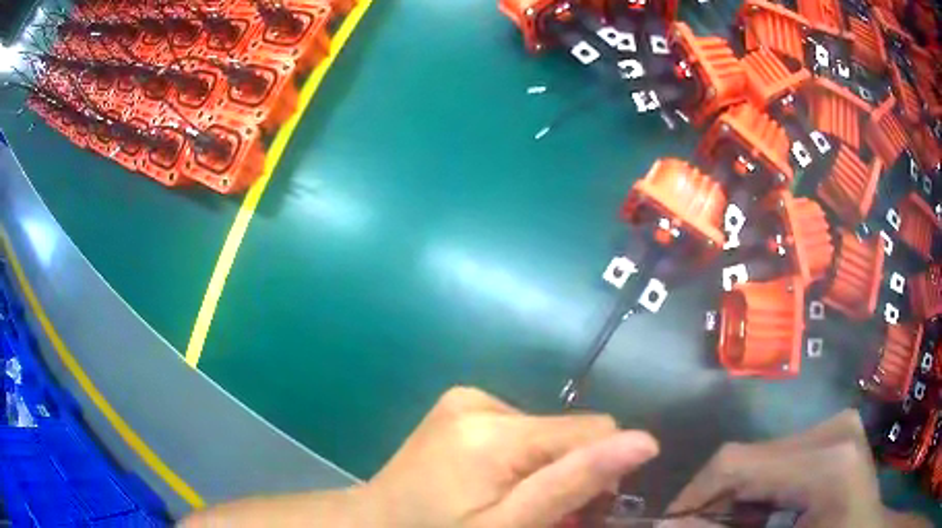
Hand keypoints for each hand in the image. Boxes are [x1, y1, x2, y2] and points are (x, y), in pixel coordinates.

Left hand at [362, 386, 658, 527]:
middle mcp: (482, 401)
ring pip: (544, 431)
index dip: (602, 470)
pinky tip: (492, 481)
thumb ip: (575, 483)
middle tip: (544, 514)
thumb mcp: (510, 527)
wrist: (375, 525)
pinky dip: (520, 457)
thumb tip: (645, 440)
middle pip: (567, 431)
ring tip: (512, 501)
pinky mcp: (458, 406)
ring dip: (544, 467)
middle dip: (569, 472)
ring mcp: (466, 399)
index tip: (585, 510)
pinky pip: (516, 427)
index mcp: (496, 431)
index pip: (594, 429)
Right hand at [660, 410, 928, 527]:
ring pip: (764, 453)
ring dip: (740, 493)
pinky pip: (783, 454)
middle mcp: (834, 428)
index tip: (670, 523)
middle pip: (751, 455)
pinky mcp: (838, 429)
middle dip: (718, 498)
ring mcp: (838, 424)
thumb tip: (664, 525)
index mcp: (826, 462)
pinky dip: (763, 486)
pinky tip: (766, 510)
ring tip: (738, 524)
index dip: (694, 494)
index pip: (739, 463)